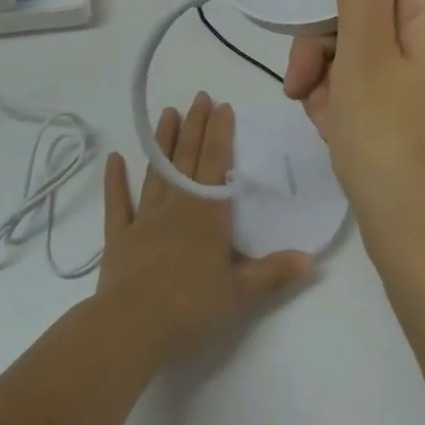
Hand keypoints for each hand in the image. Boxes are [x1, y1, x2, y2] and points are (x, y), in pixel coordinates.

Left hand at [97, 92, 313, 361]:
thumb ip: (274, 273)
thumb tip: (311, 258)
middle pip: (188, 158)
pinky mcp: (119, 238)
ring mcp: (144, 220)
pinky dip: (115, 182)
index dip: (221, 133)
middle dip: (196, 126)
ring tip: (169, 113)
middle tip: (200, 96)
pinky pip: (117, 204)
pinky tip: (114, 159)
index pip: (217, 164)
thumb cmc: (191, 308)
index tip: (223, 105)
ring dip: (163, 142)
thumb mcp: (240, 295)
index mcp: (207, 215)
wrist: (131, 328)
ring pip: (156, 172)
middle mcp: (176, 207)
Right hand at [284, 0, 424, 286]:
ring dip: (330, 74)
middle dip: (328, 36)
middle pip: (375, 5)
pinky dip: (346, 101)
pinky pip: (374, 86)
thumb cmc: (395, 149)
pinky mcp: (419, 116)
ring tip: (318, 113)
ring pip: (366, 49)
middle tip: (300, 77)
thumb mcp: (365, 60)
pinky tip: (332, 131)